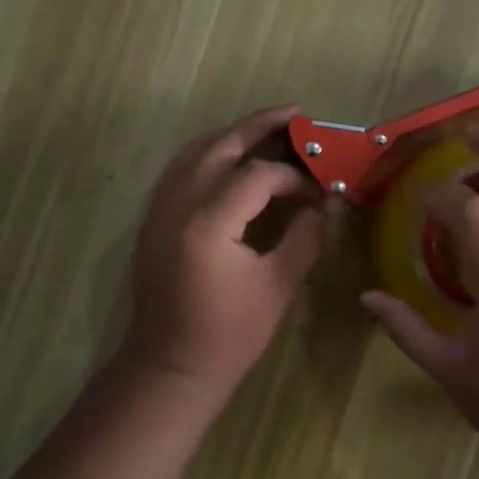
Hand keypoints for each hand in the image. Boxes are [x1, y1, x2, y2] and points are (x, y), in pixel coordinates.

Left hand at [121, 105, 329, 396]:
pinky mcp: (152, 219)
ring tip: (265, 128)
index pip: (258, 175)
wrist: (170, 366)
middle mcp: (177, 204)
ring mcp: (158, 209)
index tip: (319, 193)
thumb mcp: (277, 286)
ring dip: (230, 134)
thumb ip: (305, 237)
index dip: (294, 178)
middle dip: (259, 125)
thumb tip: (326, 203)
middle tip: (295, 113)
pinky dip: (206, 154)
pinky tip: (229, 158)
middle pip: (220, 145)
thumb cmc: (228, 334)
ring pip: (194, 151)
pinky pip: (179, 169)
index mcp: (208, 222)